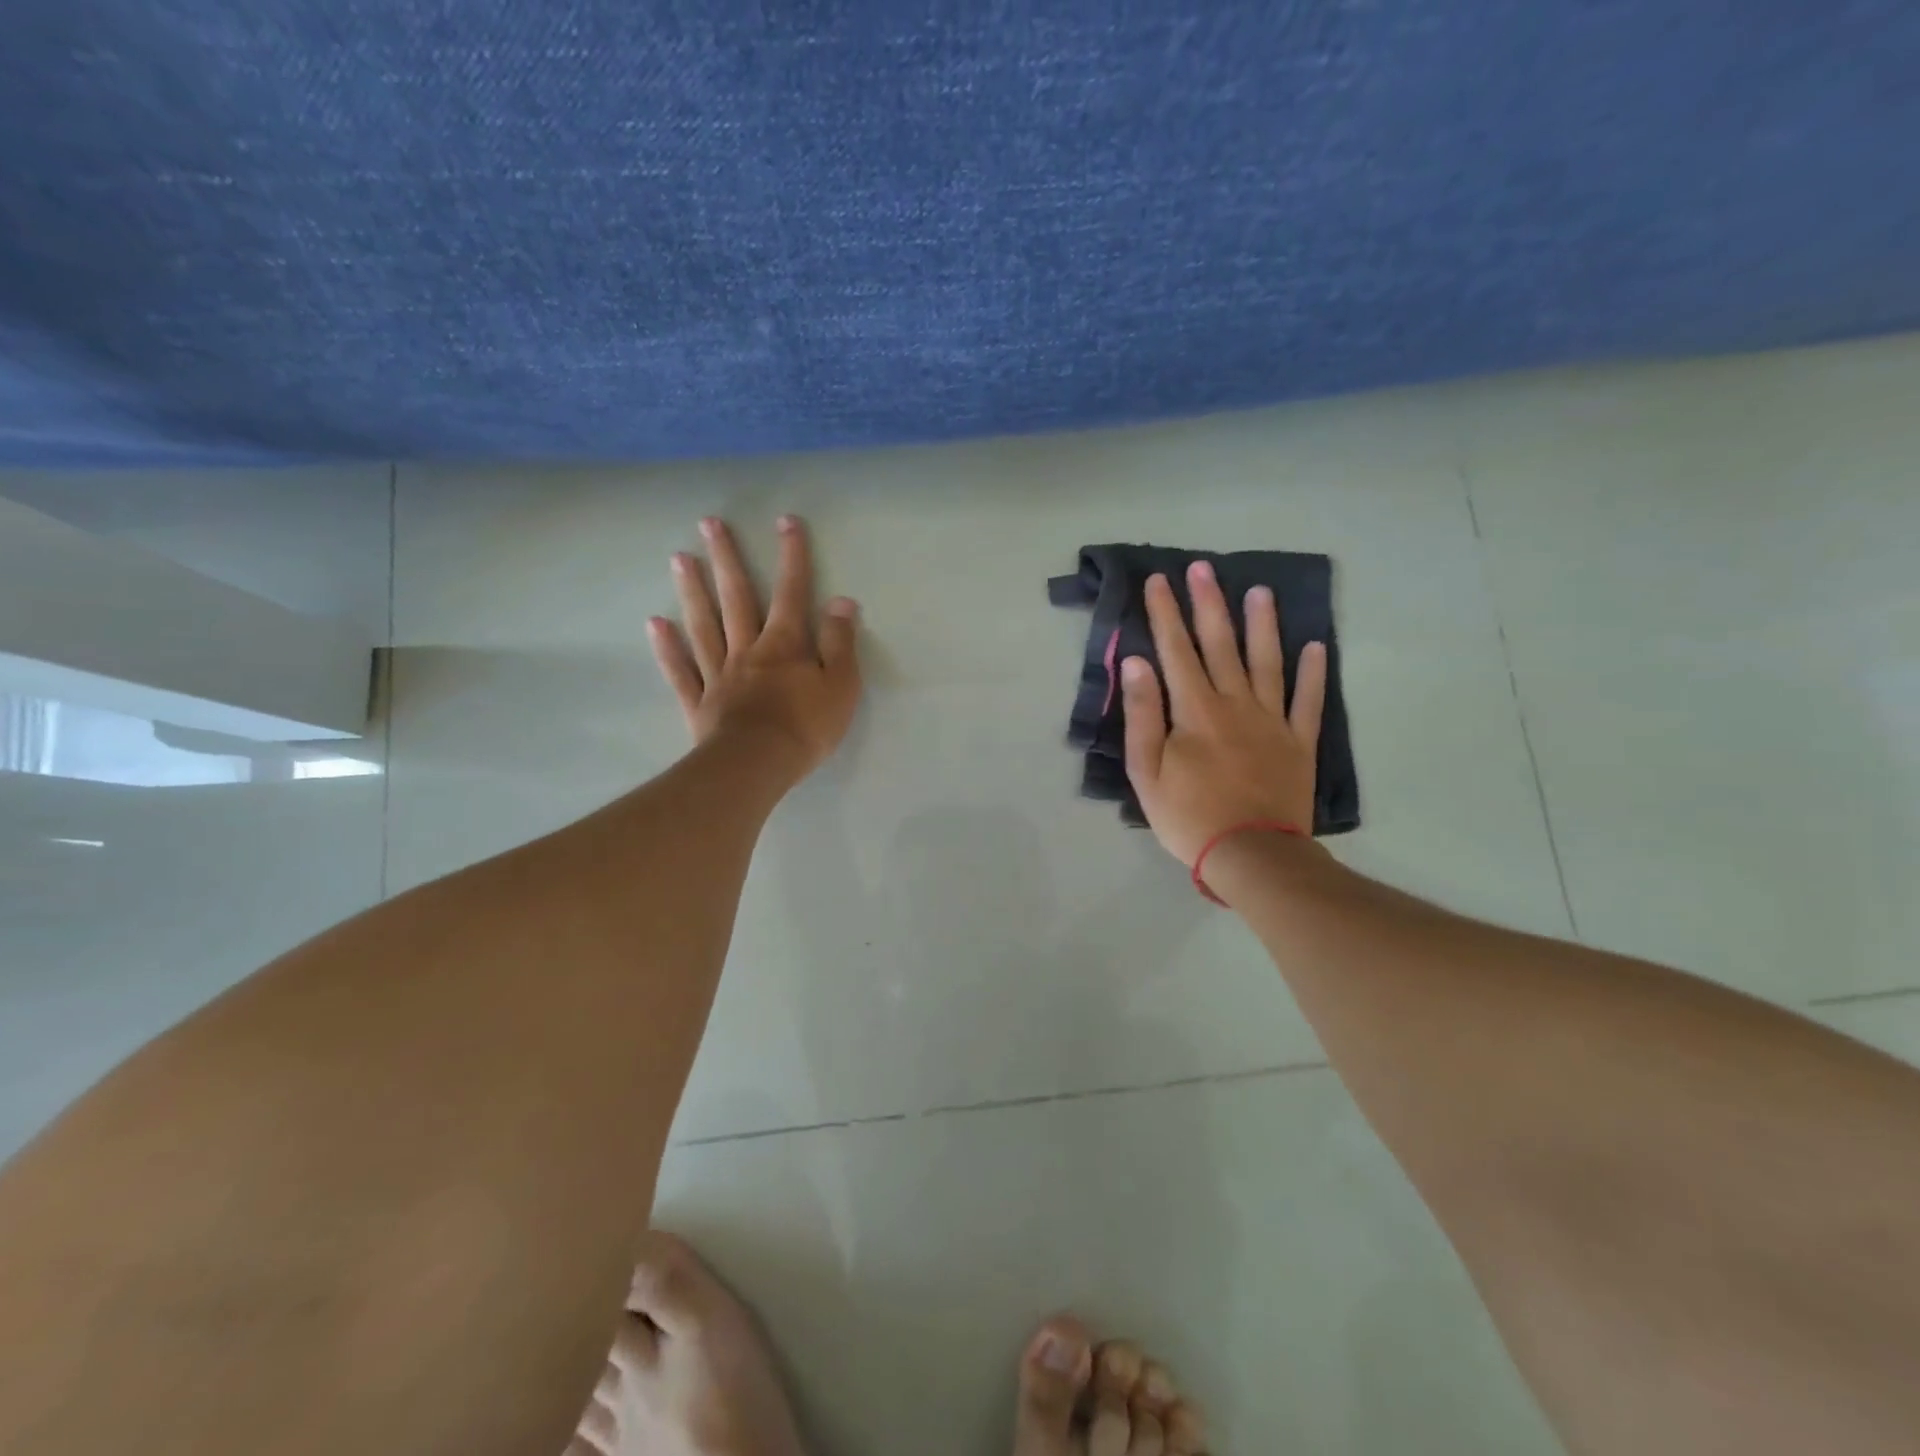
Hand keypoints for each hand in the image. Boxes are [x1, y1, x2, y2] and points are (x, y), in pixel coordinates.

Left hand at [648, 515, 861, 779]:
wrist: (758, 765)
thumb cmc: (807, 727)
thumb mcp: (841, 685)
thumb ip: (840, 642)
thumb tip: (841, 601)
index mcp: (785, 645)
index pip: (792, 592)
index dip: (792, 556)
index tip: (786, 521)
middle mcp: (748, 649)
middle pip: (736, 597)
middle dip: (726, 559)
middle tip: (709, 523)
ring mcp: (718, 674)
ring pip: (704, 625)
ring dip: (692, 591)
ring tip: (678, 557)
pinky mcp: (700, 702)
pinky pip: (681, 670)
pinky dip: (667, 647)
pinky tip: (655, 624)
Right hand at [1121, 562, 1326, 866]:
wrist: (1252, 854)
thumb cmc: (1188, 816)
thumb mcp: (1146, 771)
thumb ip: (1142, 714)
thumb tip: (1137, 662)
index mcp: (1194, 710)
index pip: (1176, 650)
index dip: (1166, 613)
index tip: (1159, 581)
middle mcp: (1235, 703)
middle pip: (1220, 644)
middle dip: (1208, 603)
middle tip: (1203, 568)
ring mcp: (1272, 720)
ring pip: (1267, 661)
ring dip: (1262, 624)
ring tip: (1259, 591)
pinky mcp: (1299, 742)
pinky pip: (1308, 700)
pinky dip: (1313, 672)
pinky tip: (1317, 645)